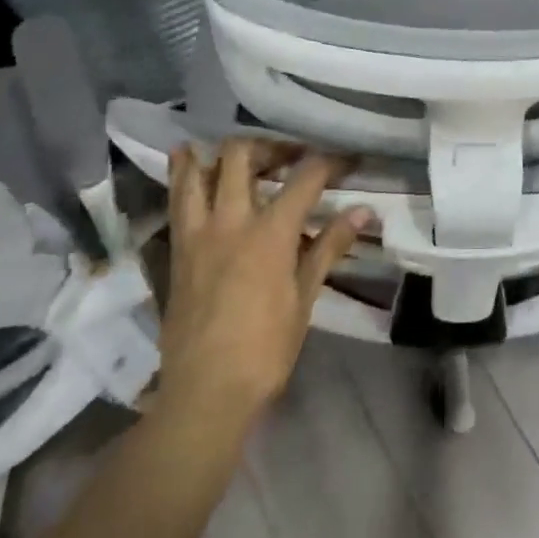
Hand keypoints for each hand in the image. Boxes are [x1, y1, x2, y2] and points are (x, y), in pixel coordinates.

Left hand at [158, 138, 374, 427]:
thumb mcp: (304, 298)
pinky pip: (177, 200)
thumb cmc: (265, 350)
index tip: (347, 159)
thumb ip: (328, 246)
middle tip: (288, 154)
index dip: (330, 161)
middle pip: (242, 156)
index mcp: (269, 233)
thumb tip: (362, 212)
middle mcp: (230, 221)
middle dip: (269, 145)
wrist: (204, 392)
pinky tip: (189, 165)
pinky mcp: (176, 250)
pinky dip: (183, 176)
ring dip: (215, 152)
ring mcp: (197, 233)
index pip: (305, 178)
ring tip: (234, 149)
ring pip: (197, 171)